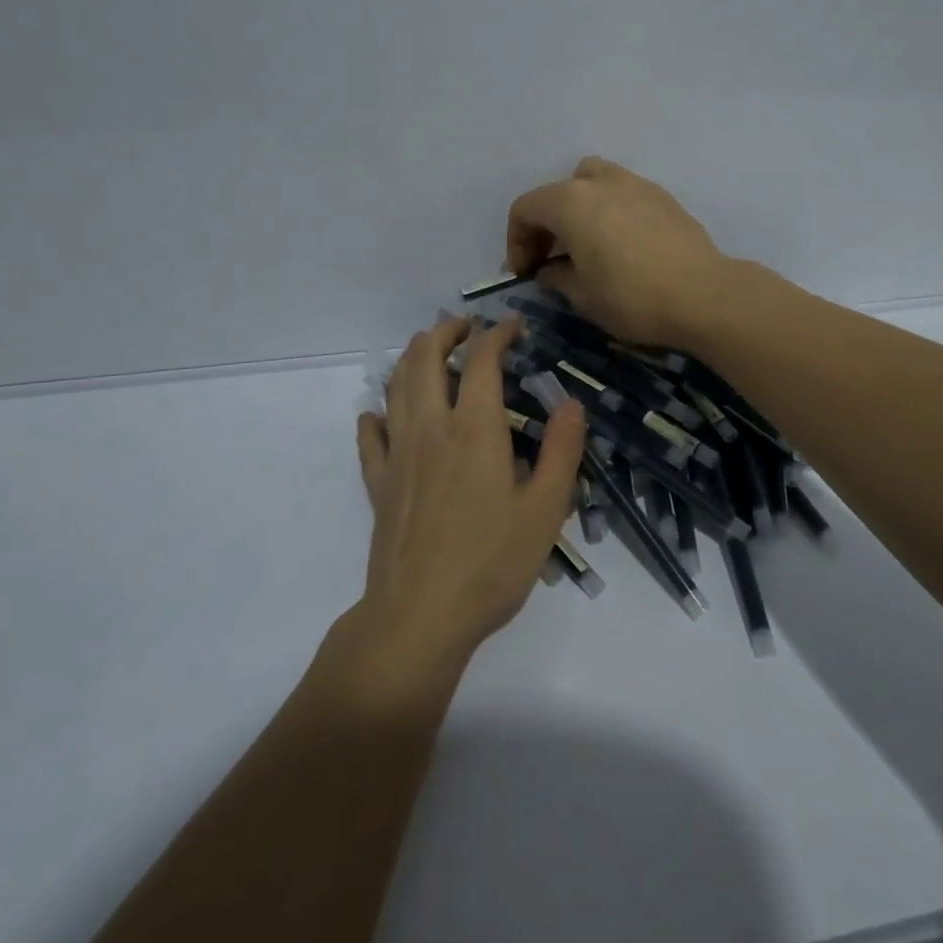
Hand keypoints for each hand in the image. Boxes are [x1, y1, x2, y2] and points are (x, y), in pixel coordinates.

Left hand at [354, 316, 585, 668]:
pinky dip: (377, 414)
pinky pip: (370, 436)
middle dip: (446, 332)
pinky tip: (380, 413)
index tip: (513, 326)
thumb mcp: (546, 509)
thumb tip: (572, 404)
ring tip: (428, 350)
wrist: (419, 616)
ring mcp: (398, 454)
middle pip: (426, 359)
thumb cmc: (492, 562)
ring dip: (412, 358)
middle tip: (466, 326)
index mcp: (475, 430)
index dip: (497, 335)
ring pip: (396, 386)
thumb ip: (562, 451)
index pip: (483, 361)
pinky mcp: (378, 483)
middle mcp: (431, 428)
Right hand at [505, 157, 730, 346]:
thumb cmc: (632, 297)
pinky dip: (610, 211)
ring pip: (592, 181)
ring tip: (586, 243)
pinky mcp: (662, 196)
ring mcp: (635, 183)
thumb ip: (556, 276)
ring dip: (579, 208)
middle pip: (557, 192)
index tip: (526, 273)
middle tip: (550, 260)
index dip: (516, 241)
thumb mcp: (582, 295)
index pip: (525, 209)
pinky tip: (621, 244)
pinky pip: (623, 193)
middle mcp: (600, 181)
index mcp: (570, 201)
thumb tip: (548, 269)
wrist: (703, 294)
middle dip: (546, 224)